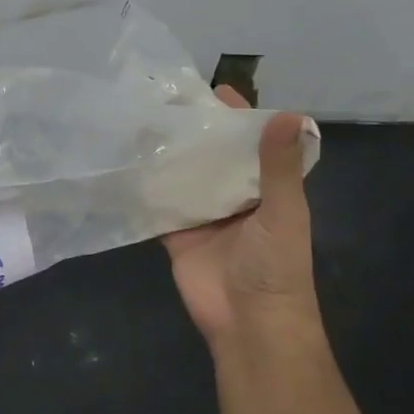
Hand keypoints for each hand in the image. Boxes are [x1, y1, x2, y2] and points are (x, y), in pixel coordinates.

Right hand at [161, 91, 319, 350]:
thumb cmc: (276, 266)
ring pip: (182, 174)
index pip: (251, 143)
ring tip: (138, 119)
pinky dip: (144, 184)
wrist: (249, 323)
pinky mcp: (175, 231)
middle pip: (212, 155)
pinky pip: (158, 202)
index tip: (213, 89)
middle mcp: (232, 195)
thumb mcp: (283, 212)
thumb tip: (289, 114)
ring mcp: (202, 213)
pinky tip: (124, 159)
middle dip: (193, 130)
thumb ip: (279, 166)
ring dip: (166, 152)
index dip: (237, 117)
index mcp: (264, 188)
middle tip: (161, 98)